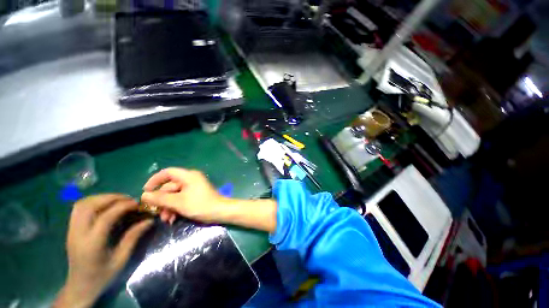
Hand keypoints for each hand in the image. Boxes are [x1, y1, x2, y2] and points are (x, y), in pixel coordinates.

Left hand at [54, 194, 152, 307]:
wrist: (80, 286)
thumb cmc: (102, 275)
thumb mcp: (121, 259)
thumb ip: (133, 237)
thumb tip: (149, 220)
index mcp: (92, 243)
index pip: (106, 216)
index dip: (123, 206)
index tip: (137, 204)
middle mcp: (78, 233)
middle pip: (90, 205)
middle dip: (111, 198)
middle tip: (128, 199)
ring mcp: (71, 230)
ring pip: (82, 204)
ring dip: (101, 198)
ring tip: (117, 200)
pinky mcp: (70, 229)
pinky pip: (79, 208)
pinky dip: (93, 201)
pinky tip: (104, 205)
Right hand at [141, 168, 225, 222]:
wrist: (219, 211)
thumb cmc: (200, 205)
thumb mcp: (178, 202)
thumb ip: (160, 199)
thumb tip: (144, 195)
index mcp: (188, 176)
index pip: (168, 172)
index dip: (155, 180)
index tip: (145, 191)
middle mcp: (191, 179)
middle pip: (170, 186)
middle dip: (162, 200)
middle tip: (157, 212)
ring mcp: (194, 188)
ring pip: (175, 195)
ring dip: (168, 207)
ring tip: (166, 219)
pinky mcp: (196, 195)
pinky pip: (181, 199)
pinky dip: (176, 208)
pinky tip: (172, 219)